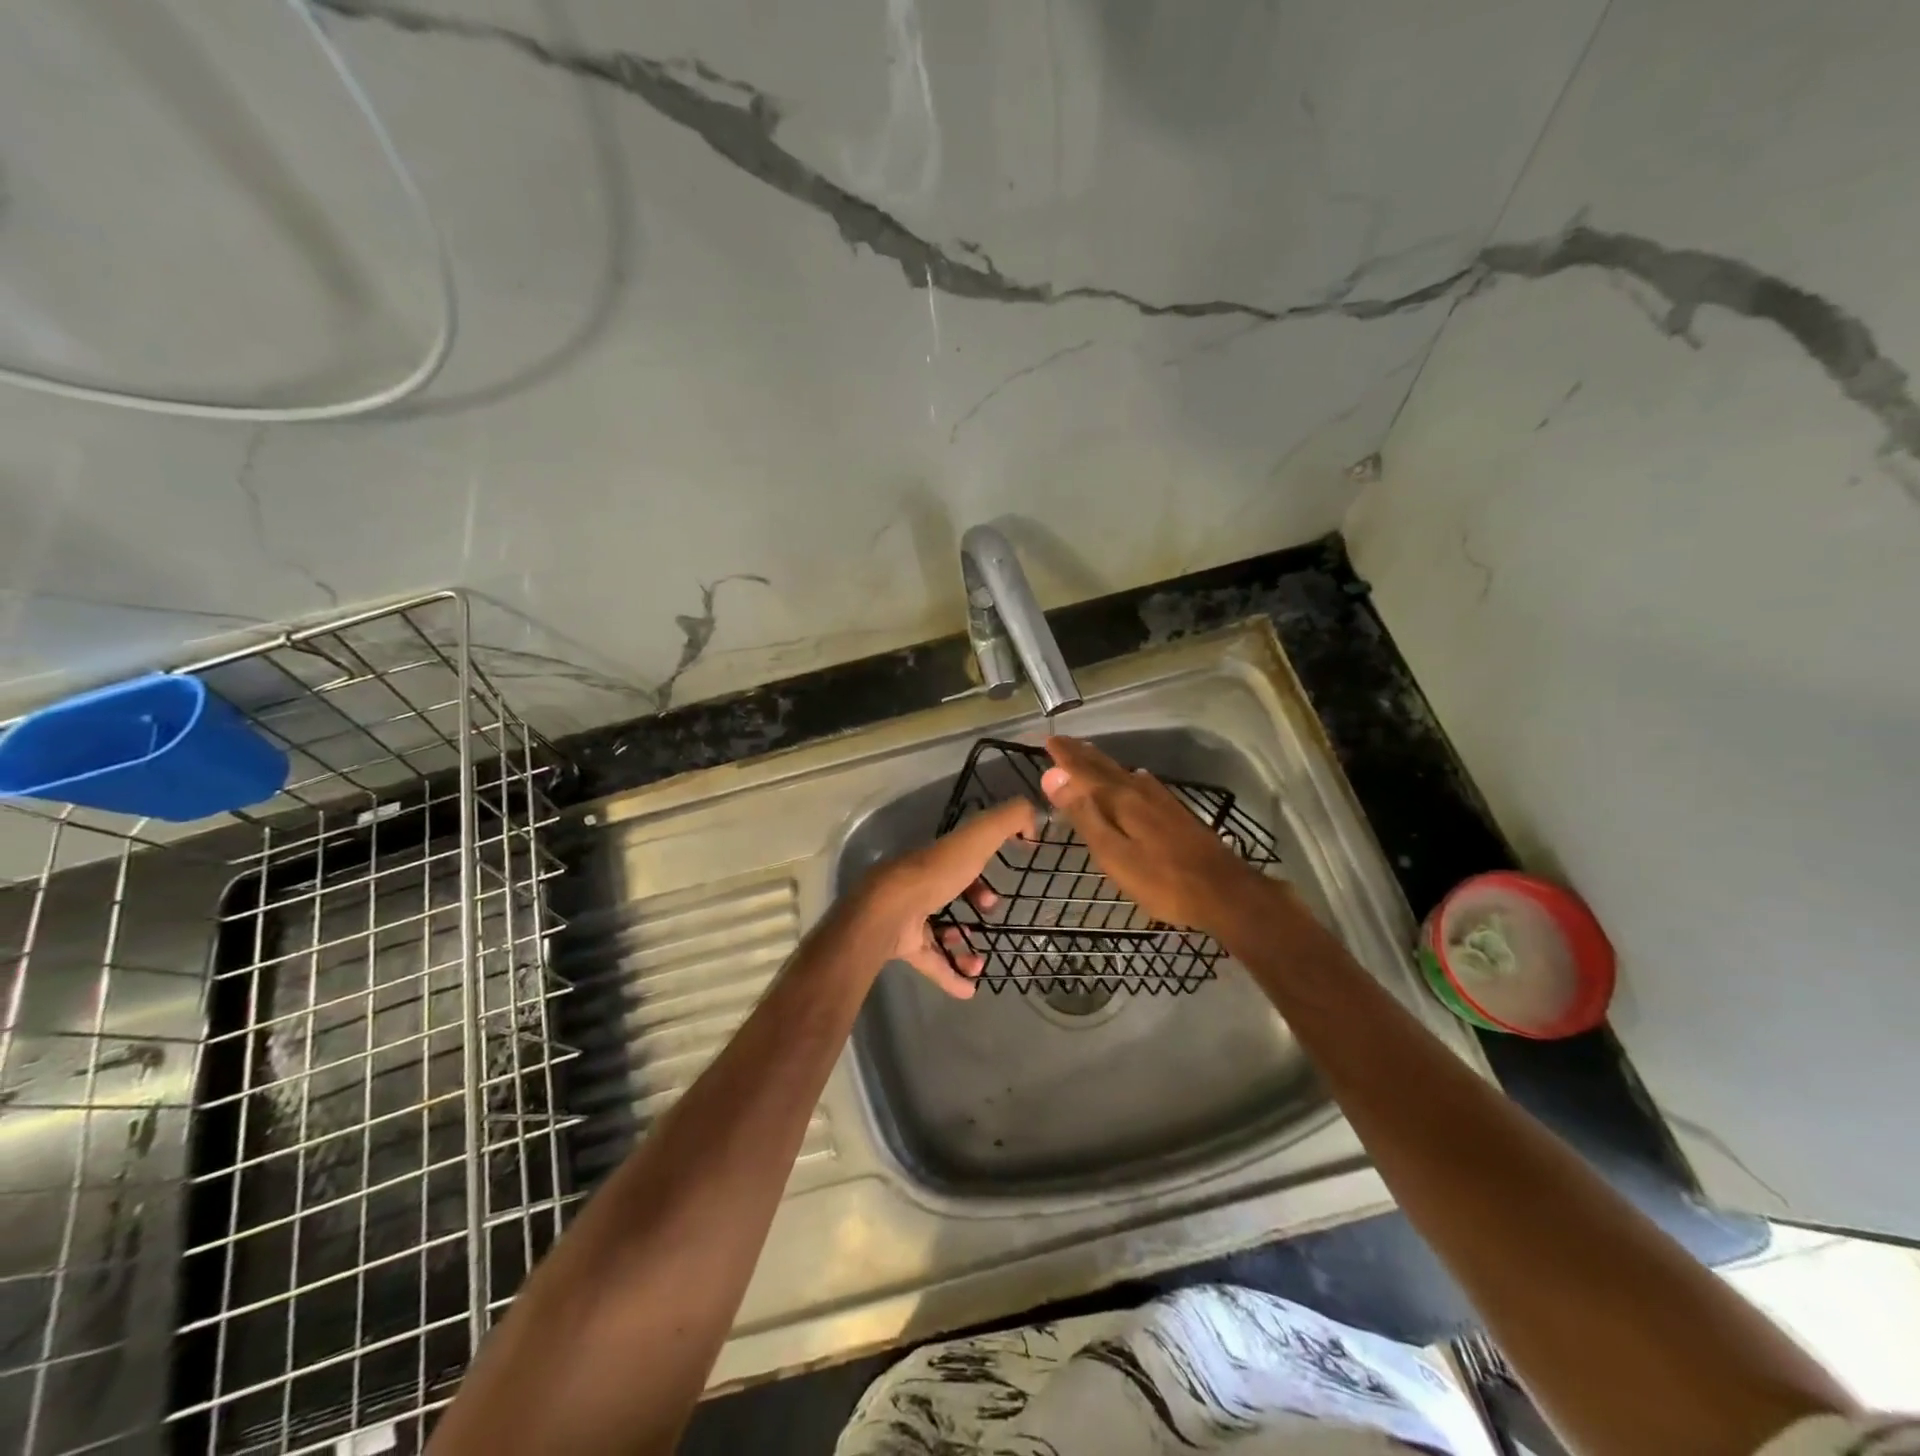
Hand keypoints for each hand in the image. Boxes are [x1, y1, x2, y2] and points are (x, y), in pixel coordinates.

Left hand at [857, 797, 1036, 997]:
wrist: (890, 913)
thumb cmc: (936, 874)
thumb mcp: (977, 837)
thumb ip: (1007, 820)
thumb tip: (1033, 817)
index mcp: (937, 858)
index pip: (961, 858)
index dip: (982, 869)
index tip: (999, 886)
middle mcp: (921, 884)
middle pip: (950, 892)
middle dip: (974, 904)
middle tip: (990, 915)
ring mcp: (910, 916)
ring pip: (940, 930)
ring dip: (964, 946)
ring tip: (980, 962)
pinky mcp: (903, 945)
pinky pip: (931, 962)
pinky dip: (950, 975)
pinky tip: (970, 989)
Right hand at [1040, 736, 1269, 932]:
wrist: (1223, 892)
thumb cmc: (1161, 880)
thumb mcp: (1114, 854)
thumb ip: (1084, 815)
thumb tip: (1053, 776)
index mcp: (1121, 799)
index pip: (1084, 771)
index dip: (1065, 757)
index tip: (1048, 740)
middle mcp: (1140, 791)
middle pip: (1105, 767)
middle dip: (1081, 754)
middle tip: (1062, 741)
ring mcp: (1161, 801)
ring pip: (1124, 772)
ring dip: (1102, 762)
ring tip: (1087, 753)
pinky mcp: (1175, 813)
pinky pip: (1141, 782)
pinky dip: (1126, 775)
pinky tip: (1134, 778)